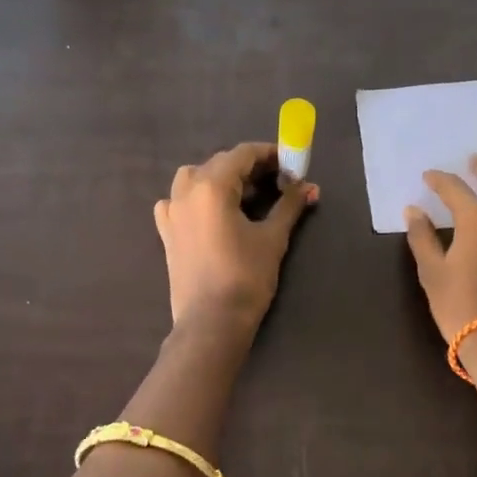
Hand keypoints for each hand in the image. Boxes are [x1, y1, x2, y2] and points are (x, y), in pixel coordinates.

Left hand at [154, 142, 317, 327]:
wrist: (211, 323)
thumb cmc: (245, 277)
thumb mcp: (272, 238)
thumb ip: (289, 205)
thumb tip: (310, 186)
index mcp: (211, 186)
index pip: (242, 154)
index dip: (269, 154)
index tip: (290, 162)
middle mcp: (186, 191)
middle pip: (219, 163)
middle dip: (249, 166)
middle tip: (278, 180)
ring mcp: (171, 211)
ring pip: (195, 177)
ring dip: (220, 177)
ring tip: (243, 194)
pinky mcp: (166, 232)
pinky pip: (177, 200)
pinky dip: (194, 197)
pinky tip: (209, 212)